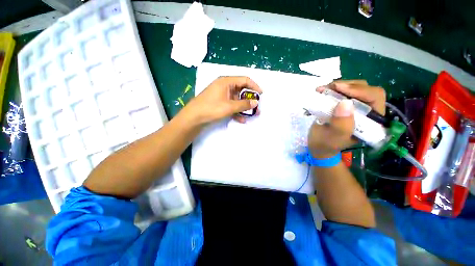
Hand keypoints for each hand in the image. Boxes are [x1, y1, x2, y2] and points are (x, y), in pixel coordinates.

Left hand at [183, 76, 261, 124]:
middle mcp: (225, 86)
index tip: (261, 95)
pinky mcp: (220, 103)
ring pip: (237, 99)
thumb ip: (244, 104)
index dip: (254, 86)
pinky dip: (237, 111)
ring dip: (244, 107)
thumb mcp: (229, 106)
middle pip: (241, 90)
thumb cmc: (211, 108)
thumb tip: (256, 102)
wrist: (194, 117)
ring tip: (252, 115)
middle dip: (250, 99)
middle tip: (257, 107)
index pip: (245, 80)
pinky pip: (231, 105)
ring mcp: (222, 95)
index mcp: (226, 82)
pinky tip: (241, 119)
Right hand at [308, 80, 385, 157]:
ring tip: (321, 90)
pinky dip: (330, 89)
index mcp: (371, 121)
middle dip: (346, 86)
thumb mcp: (333, 138)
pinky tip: (321, 91)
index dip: (360, 90)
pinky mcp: (342, 105)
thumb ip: (341, 125)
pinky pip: (340, 92)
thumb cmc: (326, 144)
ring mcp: (353, 107)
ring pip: (352, 88)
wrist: (317, 145)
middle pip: (364, 89)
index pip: (375, 97)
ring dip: (336, 86)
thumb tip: (345, 103)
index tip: (339, 89)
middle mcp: (366, 111)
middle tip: (328, 88)